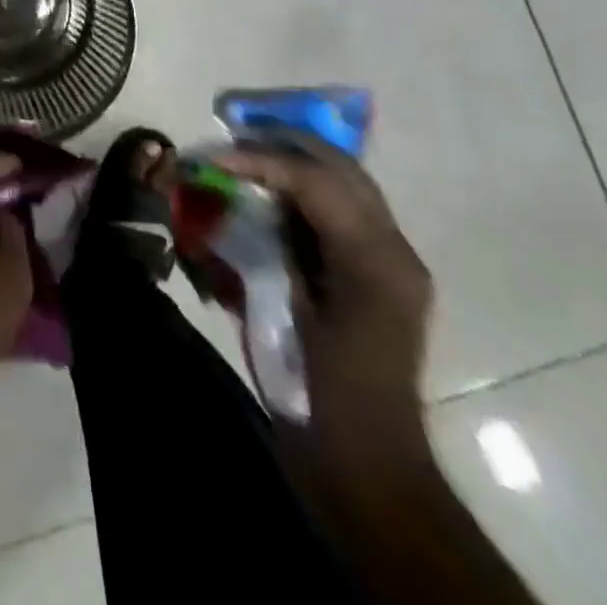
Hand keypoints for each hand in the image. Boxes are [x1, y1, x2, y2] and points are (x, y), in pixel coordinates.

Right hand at [217, 143, 432, 453]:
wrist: (367, 467)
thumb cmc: (318, 395)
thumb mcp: (279, 315)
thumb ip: (256, 247)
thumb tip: (220, 197)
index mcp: (375, 262)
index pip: (317, 182)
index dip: (260, 160)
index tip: (214, 158)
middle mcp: (393, 250)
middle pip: (340, 168)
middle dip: (282, 145)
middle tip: (230, 139)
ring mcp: (392, 261)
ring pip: (344, 183)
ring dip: (294, 163)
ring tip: (245, 156)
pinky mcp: (380, 274)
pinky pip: (340, 211)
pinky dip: (303, 193)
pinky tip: (268, 196)